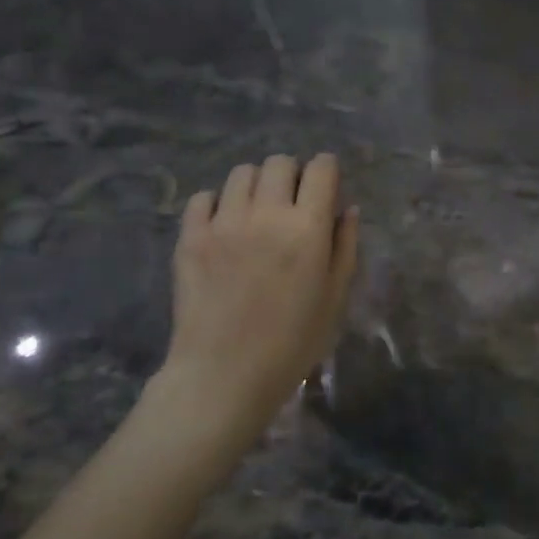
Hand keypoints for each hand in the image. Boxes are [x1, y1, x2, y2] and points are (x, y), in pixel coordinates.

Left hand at [150, 154, 358, 456]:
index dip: (327, 171)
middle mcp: (266, 213)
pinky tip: (224, 227)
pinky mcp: (191, 236)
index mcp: (307, 228)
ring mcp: (224, 222)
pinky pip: (203, 197)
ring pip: (241, 173)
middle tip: (291, 203)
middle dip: (292, 174)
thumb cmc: (291, 343)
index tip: (326, 186)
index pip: (321, 168)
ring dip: (256, 185)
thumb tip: (348, 208)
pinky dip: (217, 204)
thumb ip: (345, 247)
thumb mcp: (335, 299)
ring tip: (256, 212)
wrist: (224, 375)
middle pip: (280, 162)